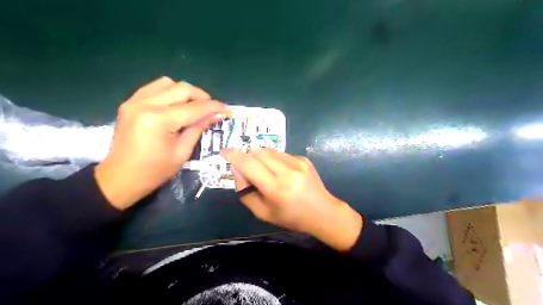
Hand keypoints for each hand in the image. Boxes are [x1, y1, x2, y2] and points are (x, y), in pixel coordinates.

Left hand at [96, 76, 226, 208]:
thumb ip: (198, 128)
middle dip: (202, 96)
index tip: (226, 108)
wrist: (121, 177)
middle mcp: (146, 104)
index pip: (194, 108)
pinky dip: (169, 92)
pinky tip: (176, 104)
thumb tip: (216, 115)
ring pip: (168, 83)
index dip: (213, 107)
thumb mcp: (182, 151)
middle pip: (182, 88)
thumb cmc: (155, 170)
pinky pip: (154, 87)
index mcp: (159, 120)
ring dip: (185, 92)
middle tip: (211, 108)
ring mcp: (135, 101)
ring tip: (193, 105)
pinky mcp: (130, 102)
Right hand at [221, 148, 364, 250]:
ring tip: (267, 173)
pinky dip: (274, 160)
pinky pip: (281, 153)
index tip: (224, 152)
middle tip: (249, 170)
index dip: (234, 156)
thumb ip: (245, 191)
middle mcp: (287, 172)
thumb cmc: (290, 217)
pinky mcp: (303, 159)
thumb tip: (236, 169)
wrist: (322, 211)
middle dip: (248, 157)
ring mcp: (298, 163)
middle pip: (258, 153)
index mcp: (276, 189)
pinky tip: (282, 173)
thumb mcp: (262, 212)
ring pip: (269, 151)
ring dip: (261, 158)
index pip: (249, 165)